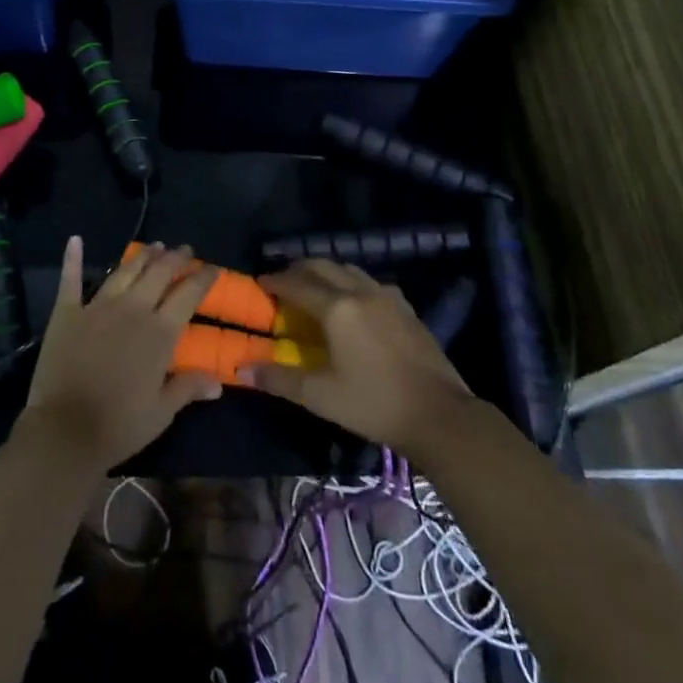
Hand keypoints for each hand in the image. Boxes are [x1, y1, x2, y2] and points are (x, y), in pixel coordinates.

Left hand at [22, 237, 220, 470]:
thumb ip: (188, 388)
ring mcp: (97, 306)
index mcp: (159, 332)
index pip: (188, 294)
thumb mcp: (161, 412)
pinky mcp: (67, 312)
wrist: (65, 430)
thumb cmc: (119, 425)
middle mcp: (132, 309)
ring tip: (154, 246)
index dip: (203, 278)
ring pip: (125, 271)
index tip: (212, 268)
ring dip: (142, 256)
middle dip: (175, 258)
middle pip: (158, 273)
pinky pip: (71, 279)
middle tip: (184, 249)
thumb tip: (219, 381)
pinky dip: (73, 258)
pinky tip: (76, 241)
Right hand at [240, 260, 476, 452]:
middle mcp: (360, 292)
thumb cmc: (374, 404)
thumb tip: (243, 369)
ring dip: (328, 272)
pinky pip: (372, 283)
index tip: (260, 282)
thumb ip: (280, 379)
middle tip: (284, 280)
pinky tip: (355, 302)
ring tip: (316, 286)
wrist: (439, 415)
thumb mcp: (321, 396)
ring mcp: (388, 297)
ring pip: (350, 270)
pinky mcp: (406, 309)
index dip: (276, 281)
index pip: (297, 284)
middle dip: (300, 269)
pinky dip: (353, 283)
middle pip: (324, 266)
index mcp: (336, 308)